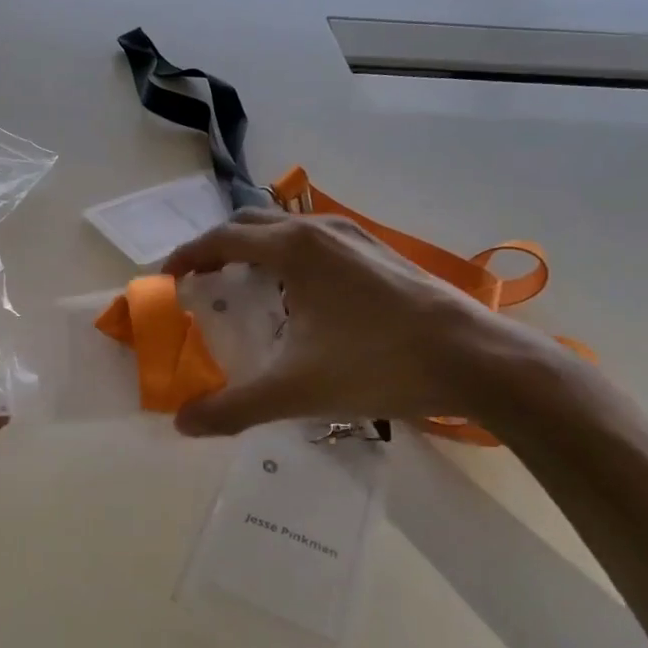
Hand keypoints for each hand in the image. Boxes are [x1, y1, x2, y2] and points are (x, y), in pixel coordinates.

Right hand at [162, 208, 542, 436]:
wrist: (478, 359)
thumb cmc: (379, 363)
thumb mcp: (296, 391)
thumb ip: (233, 407)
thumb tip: (183, 423)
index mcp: (293, 248)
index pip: (222, 238)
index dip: (188, 256)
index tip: (168, 278)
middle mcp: (319, 230)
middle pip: (251, 223)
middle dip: (218, 247)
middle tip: (202, 282)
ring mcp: (355, 237)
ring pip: (288, 228)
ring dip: (256, 249)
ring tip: (246, 289)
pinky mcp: (380, 252)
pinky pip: (317, 242)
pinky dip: (290, 257)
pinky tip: (302, 299)